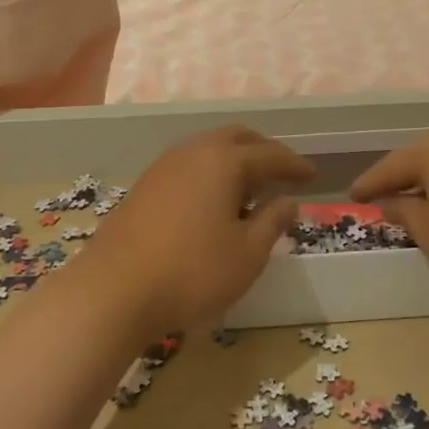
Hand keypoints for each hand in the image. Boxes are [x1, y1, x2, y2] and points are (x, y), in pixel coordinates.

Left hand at [76, 126, 313, 333]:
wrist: (114, 290)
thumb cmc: (192, 272)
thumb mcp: (247, 254)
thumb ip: (272, 222)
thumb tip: (288, 201)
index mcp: (224, 162)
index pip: (270, 155)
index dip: (295, 164)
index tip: (313, 175)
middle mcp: (193, 152)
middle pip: (237, 137)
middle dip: (263, 150)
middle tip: (282, 172)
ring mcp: (164, 166)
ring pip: (208, 147)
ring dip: (234, 159)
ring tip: (250, 187)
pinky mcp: (145, 185)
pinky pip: (188, 164)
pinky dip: (210, 171)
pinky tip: (213, 200)